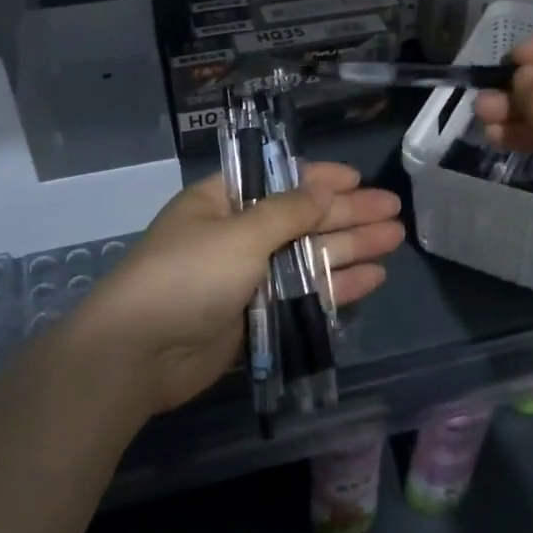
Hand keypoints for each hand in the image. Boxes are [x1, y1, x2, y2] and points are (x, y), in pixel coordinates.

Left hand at [78, 162, 404, 413]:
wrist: (138, 355)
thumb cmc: (187, 276)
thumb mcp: (240, 233)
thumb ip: (288, 212)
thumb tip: (326, 188)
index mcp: (222, 200)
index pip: (278, 179)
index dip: (320, 177)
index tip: (358, 178)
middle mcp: (237, 233)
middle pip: (302, 218)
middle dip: (347, 213)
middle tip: (393, 210)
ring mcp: (247, 276)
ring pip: (308, 256)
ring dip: (350, 247)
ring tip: (394, 240)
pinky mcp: (256, 315)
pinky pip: (302, 293)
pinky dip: (335, 285)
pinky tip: (371, 278)